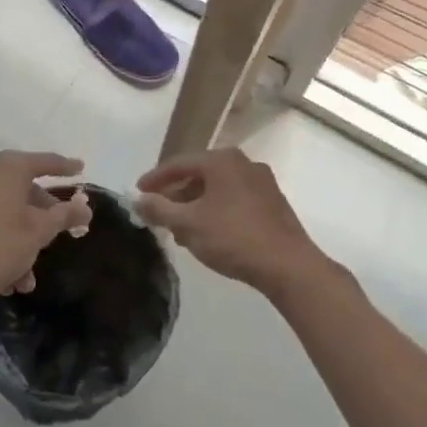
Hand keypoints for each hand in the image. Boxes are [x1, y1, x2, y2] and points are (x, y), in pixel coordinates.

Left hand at [0, 152, 92, 314]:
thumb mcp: (39, 232)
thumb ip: (65, 215)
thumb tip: (85, 207)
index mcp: (7, 168)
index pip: (44, 162)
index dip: (64, 167)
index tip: (80, 169)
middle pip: (20, 186)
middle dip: (40, 213)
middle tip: (55, 230)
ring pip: (0, 208)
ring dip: (18, 236)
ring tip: (27, 274)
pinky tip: (4, 272)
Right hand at [136, 150, 328, 299]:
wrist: (288, 265)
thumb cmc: (233, 237)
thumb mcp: (188, 224)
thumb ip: (159, 209)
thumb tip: (139, 200)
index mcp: (222, 160)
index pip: (179, 163)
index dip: (155, 179)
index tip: (138, 193)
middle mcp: (243, 163)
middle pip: (199, 174)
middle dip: (176, 194)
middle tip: (158, 212)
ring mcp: (262, 183)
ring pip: (217, 189)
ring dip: (195, 205)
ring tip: (180, 229)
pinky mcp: (273, 203)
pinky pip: (234, 199)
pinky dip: (216, 210)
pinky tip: (208, 233)